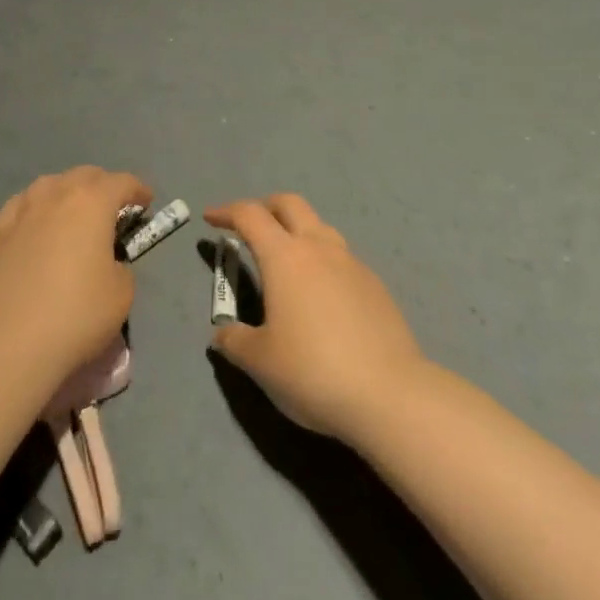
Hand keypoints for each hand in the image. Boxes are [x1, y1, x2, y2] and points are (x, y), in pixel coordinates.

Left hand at [0, 167, 150, 390]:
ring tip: (72, 213)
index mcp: (92, 201)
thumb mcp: (122, 293)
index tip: (146, 202)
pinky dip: (36, 209)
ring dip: (67, 192)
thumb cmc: (76, 314)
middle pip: (84, 176)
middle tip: (112, 208)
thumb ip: (119, 266)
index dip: (138, 189)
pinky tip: (35, 225)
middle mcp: (56, 195)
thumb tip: (105, 262)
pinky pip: (22, 207)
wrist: (9, 343)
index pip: (122, 182)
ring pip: (49, 185)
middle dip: (102, 186)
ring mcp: (21, 211)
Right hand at [207, 194, 423, 441]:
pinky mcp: (375, 286)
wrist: (390, 395)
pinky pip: (341, 258)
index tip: (210, 218)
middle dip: (264, 207)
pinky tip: (320, 294)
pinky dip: (322, 261)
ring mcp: (352, 264)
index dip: (226, 212)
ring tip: (285, 259)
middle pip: (290, 204)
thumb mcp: (260, 362)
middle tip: (247, 226)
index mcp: (285, 256)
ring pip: (320, 227)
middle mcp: (319, 248)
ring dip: (297, 231)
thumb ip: (235, 341)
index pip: (250, 215)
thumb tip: (223, 334)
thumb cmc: (313, 370)